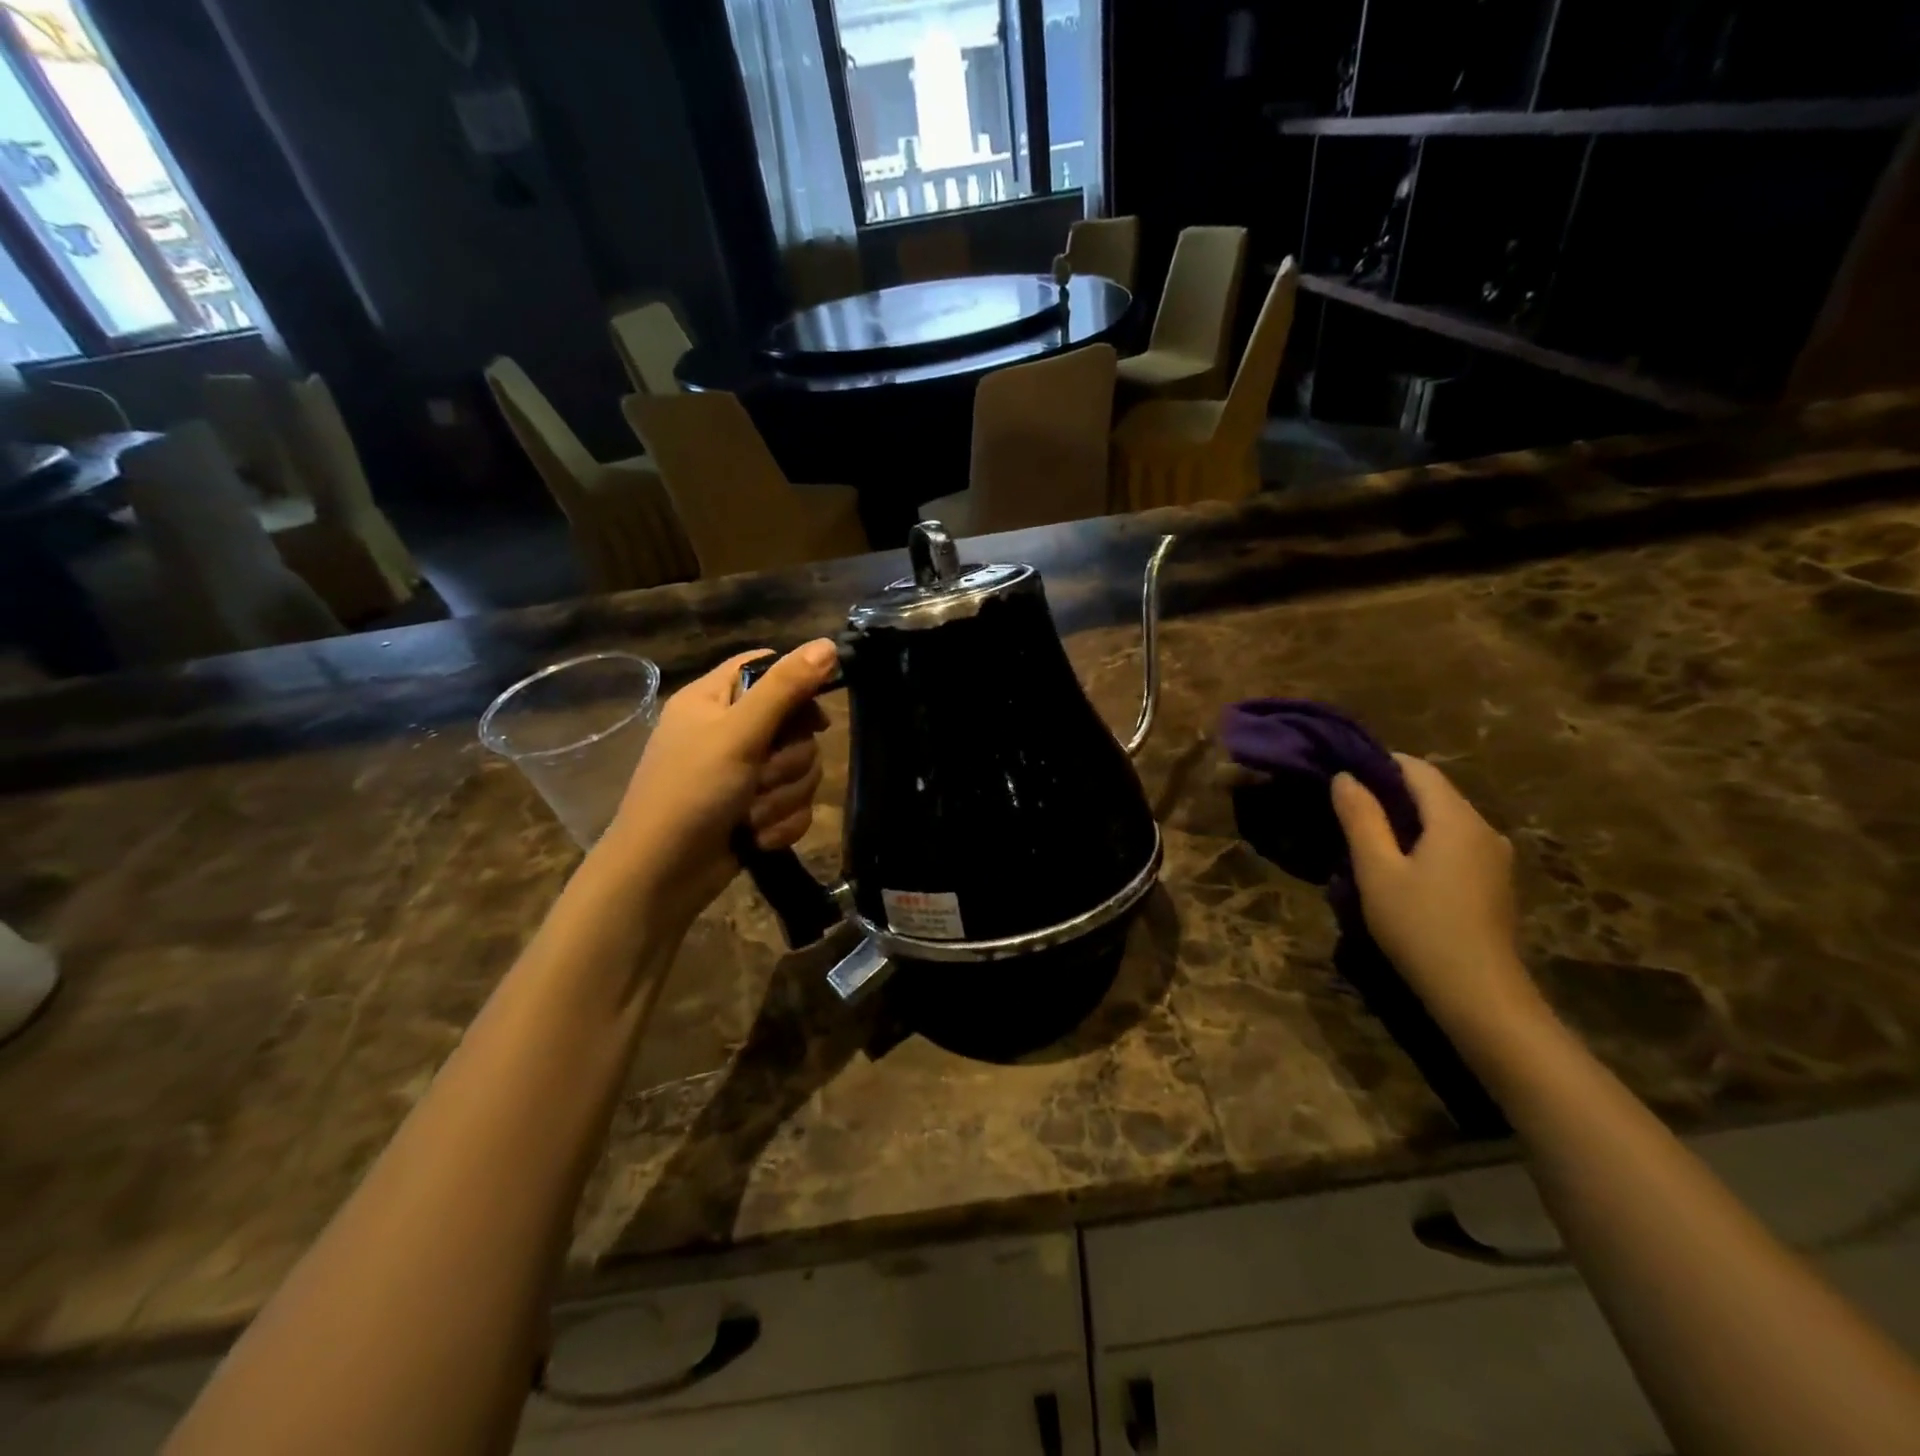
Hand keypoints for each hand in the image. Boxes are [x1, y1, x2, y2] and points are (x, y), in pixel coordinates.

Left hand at [597, 640, 836, 927]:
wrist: (661, 877)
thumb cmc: (690, 793)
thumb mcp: (737, 734)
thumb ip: (785, 689)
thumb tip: (829, 644)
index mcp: (715, 699)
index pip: (768, 669)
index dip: (797, 687)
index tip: (812, 716)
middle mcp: (731, 731)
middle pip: (796, 726)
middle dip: (787, 762)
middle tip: (761, 777)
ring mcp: (744, 774)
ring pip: (800, 770)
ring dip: (782, 798)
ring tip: (752, 817)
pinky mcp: (757, 810)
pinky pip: (795, 804)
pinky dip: (780, 823)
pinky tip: (757, 838)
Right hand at [1330, 754, 1543, 1040]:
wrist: (1479, 995)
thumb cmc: (1420, 926)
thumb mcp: (1377, 870)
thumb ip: (1361, 819)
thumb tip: (1345, 777)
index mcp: (1456, 819)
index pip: (1417, 769)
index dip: (1379, 764)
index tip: (1343, 774)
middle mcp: (1484, 829)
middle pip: (1434, 793)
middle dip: (1391, 792)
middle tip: (1346, 807)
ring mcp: (1495, 858)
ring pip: (1445, 820)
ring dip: (1407, 820)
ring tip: (1367, 838)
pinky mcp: (1494, 883)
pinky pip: (1455, 844)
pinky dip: (1425, 842)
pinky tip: (1401, 867)